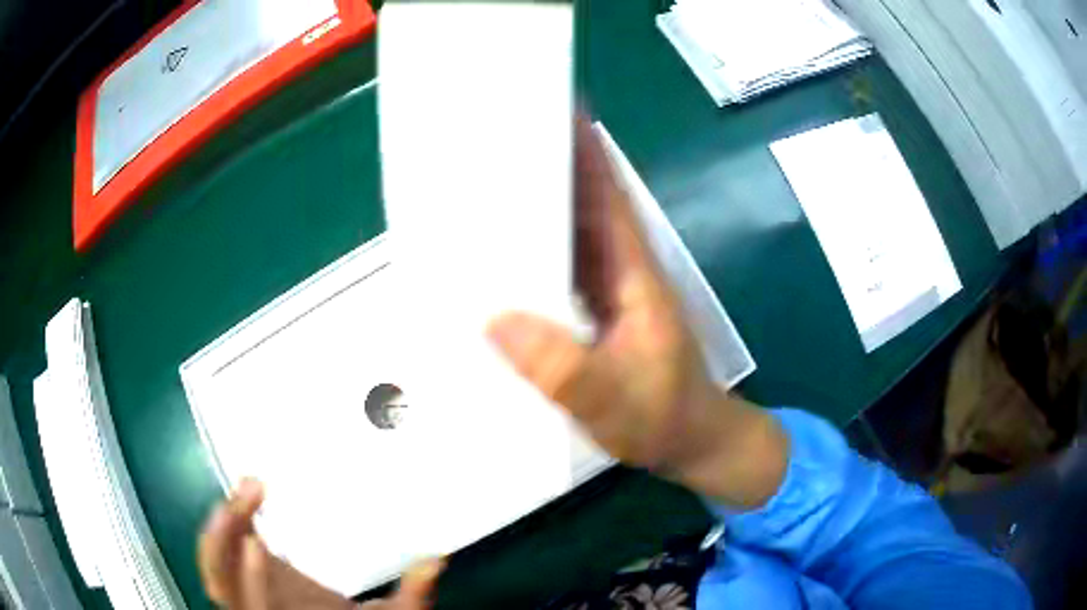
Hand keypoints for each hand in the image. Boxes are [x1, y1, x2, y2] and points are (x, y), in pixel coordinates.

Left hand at [199, 479, 442, 608]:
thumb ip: (411, 596)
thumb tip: (435, 559)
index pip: (259, 607)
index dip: (252, 580)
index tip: (257, 541)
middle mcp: (258, 607)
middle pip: (219, 577)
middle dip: (225, 533)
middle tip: (252, 488)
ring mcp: (244, 594)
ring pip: (212, 565)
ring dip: (220, 525)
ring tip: (247, 489)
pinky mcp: (241, 578)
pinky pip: (217, 555)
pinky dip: (222, 528)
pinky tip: (243, 505)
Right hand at [487, 119, 787, 508]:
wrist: (691, 441)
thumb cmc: (664, 417)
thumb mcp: (614, 400)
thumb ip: (563, 368)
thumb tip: (494, 319)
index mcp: (633, 270)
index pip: (606, 191)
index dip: (581, 146)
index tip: (546, 107)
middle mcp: (620, 267)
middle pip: (582, 200)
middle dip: (544, 165)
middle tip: (490, 140)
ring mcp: (608, 288)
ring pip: (569, 230)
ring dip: (534, 205)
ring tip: (481, 184)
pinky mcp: (596, 310)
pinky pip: (559, 266)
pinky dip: (531, 251)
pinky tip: (497, 253)